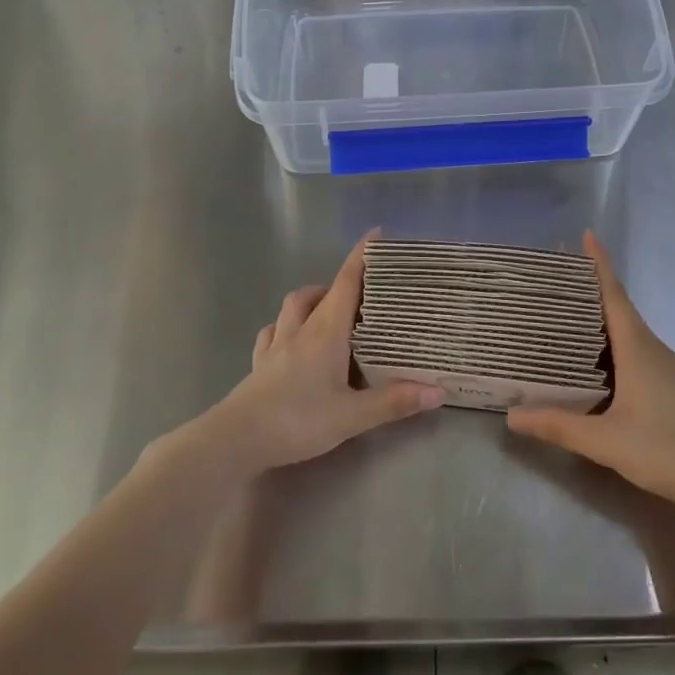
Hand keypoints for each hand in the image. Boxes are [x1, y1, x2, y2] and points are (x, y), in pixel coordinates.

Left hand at [210, 232, 442, 471]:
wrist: (236, 439)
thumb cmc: (297, 420)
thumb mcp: (352, 416)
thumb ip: (393, 402)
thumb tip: (438, 391)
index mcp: (325, 332)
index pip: (346, 282)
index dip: (361, 257)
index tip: (376, 234)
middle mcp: (300, 330)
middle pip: (319, 292)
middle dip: (340, 283)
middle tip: (362, 293)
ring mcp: (275, 345)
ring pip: (292, 307)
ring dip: (311, 299)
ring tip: (328, 310)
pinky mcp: (259, 364)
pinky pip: (272, 333)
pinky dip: (284, 326)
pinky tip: (290, 339)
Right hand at [507, 231, 674, 517]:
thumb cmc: (670, 451)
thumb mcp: (608, 442)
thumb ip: (560, 427)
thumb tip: (513, 416)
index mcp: (638, 348)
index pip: (614, 294)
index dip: (599, 264)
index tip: (585, 235)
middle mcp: (654, 349)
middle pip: (619, 309)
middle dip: (591, 290)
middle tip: (556, 281)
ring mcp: (668, 369)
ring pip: (628, 334)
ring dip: (601, 321)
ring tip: (566, 320)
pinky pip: (637, 354)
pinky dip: (613, 347)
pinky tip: (598, 367)